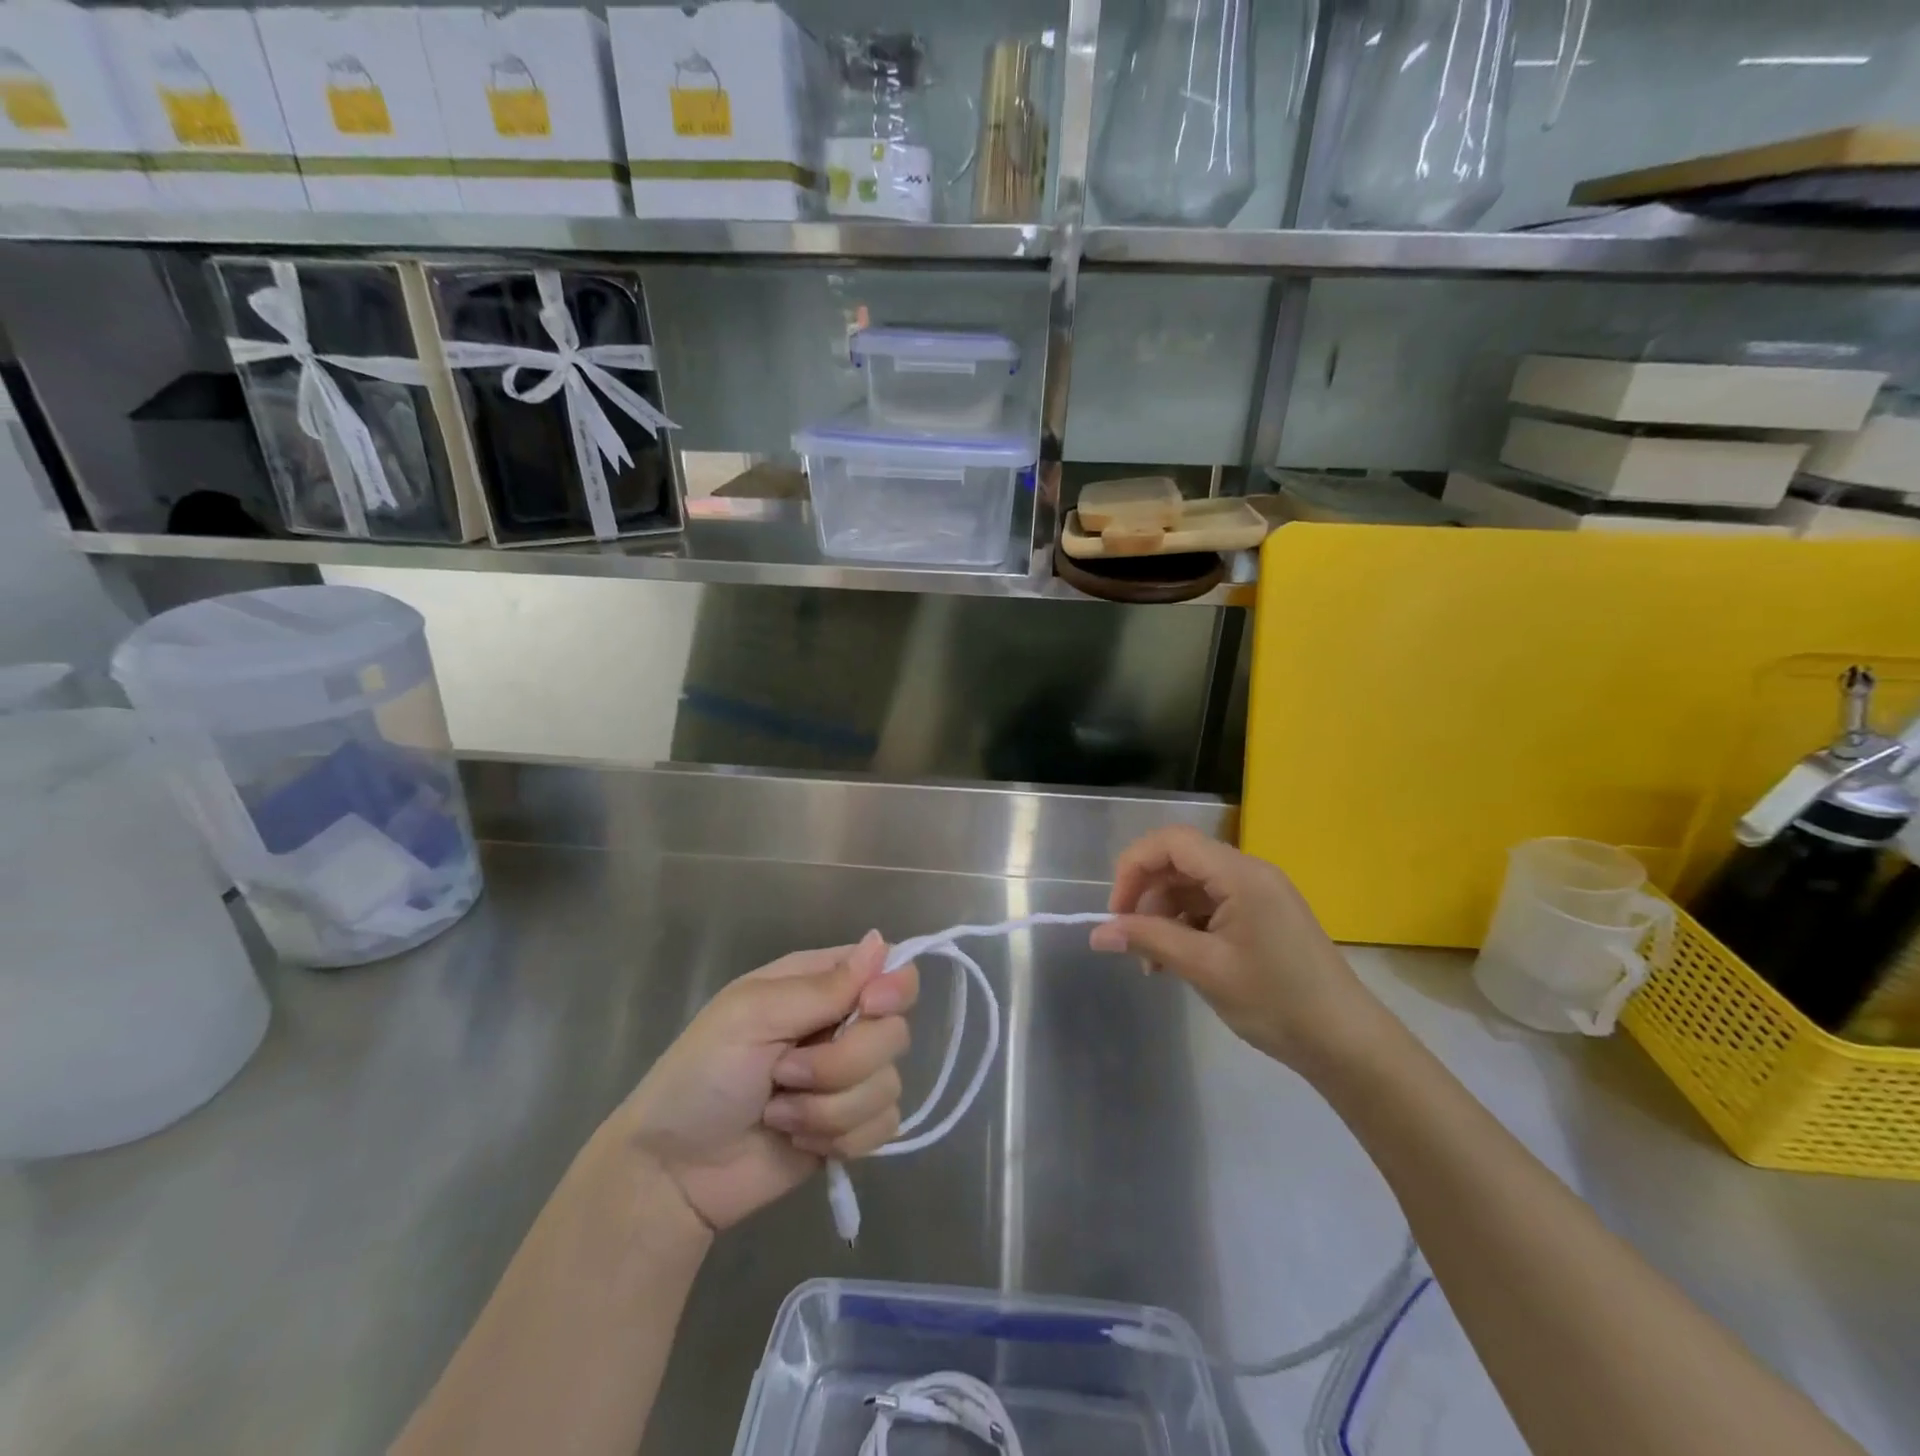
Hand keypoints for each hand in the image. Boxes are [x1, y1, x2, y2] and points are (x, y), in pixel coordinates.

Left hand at [608, 931, 918, 1232]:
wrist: (673, 1173)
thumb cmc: (701, 1076)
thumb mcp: (752, 1016)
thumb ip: (822, 987)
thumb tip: (881, 942)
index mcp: (818, 984)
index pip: (889, 967)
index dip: (892, 987)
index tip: (870, 1007)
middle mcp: (841, 1025)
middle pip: (894, 1032)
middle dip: (842, 1063)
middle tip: (785, 1073)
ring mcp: (849, 1080)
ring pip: (888, 1085)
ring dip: (829, 1108)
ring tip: (778, 1113)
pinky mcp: (851, 1128)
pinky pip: (884, 1127)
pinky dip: (839, 1139)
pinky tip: (798, 1139)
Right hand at [1089, 826, 1381, 1074]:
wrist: (1346, 1044)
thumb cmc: (1276, 1001)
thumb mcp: (1205, 968)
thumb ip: (1148, 940)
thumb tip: (1097, 932)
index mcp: (1240, 874)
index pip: (1171, 842)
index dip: (1133, 866)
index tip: (1116, 911)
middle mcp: (1249, 872)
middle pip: (1179, 862)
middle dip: (1146, 896)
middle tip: (1129, 940)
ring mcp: (1257, 894)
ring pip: (1191, 887)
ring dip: (1163, 917)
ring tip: (1152, 964)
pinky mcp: (1261, 917)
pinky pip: (1210, 906)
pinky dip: (1185, 927)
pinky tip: (1175, 962)